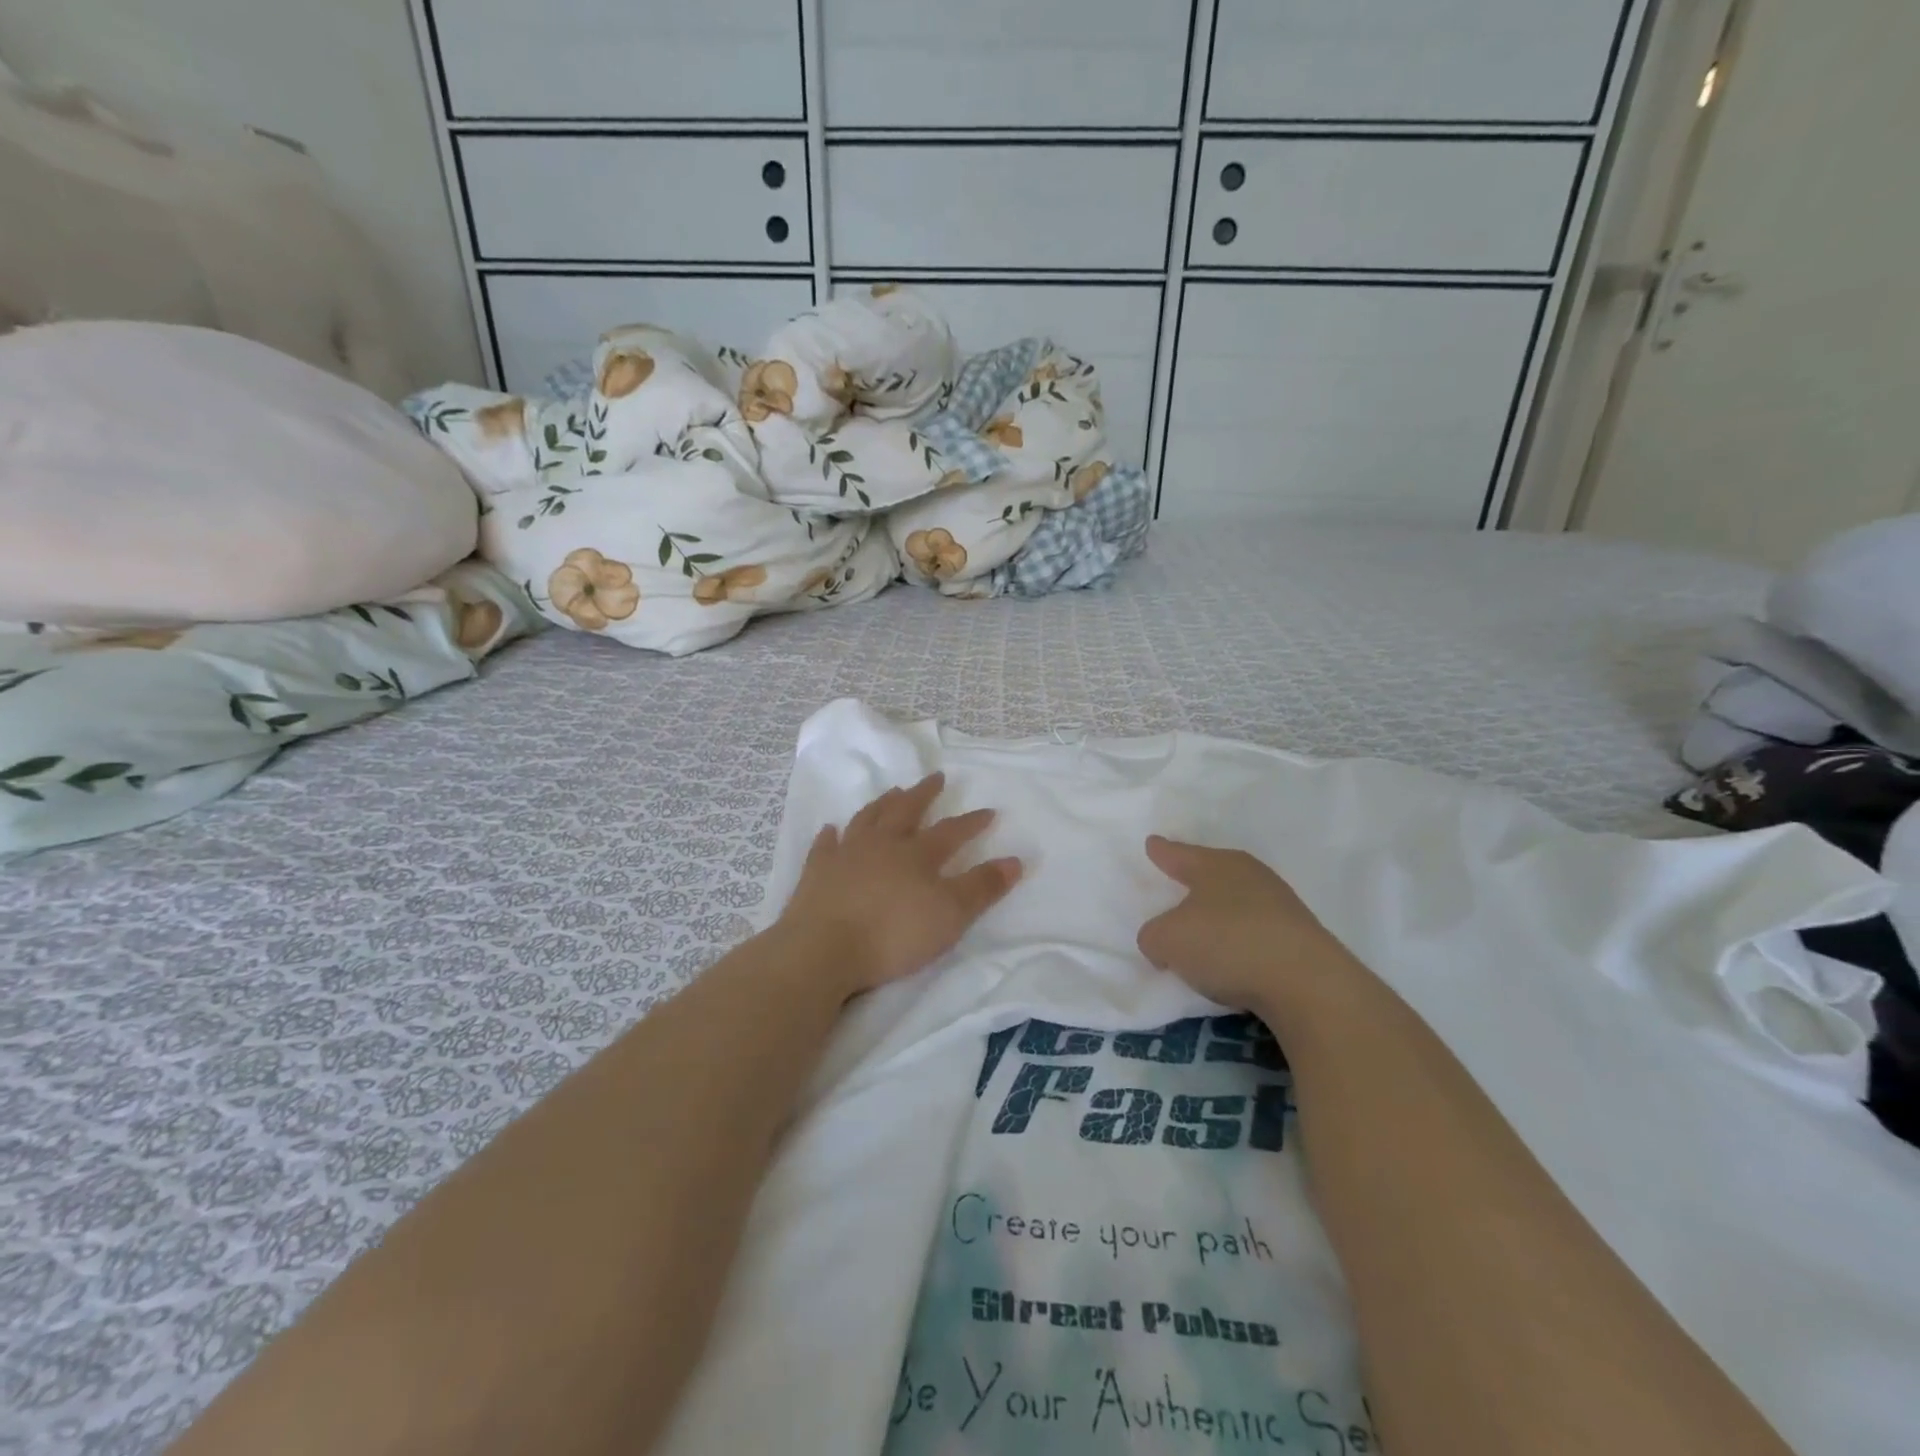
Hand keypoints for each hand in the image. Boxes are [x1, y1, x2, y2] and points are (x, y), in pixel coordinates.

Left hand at [777, 774, 1021, 996]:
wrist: (823, 948)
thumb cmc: (894, 934)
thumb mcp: (950, 915)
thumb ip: (982, 887)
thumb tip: (1015, 860)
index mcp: (917, 854)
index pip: (951, 831)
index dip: (971, 822)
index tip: (988, 811)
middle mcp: (882, 844)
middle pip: (906, 811)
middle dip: (924, 794)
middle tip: (935, 777)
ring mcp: (845, 855)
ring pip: (867, 819)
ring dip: (882, 804)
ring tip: (892, 793)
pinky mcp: (816, 872)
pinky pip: (825, 846)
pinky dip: (830, 836)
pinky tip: (831, 830)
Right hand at [1137, 837, 1372, 1029]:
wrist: (1308, 984)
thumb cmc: (1227, 944)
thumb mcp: (1168, 940)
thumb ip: (1154, 936)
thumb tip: (1163, 940)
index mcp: (1215, 865)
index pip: (1179, 854)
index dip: (1162, 851)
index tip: (1153, 843)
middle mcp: (1249, 876)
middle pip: (1213, 873)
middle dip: (1195, 880)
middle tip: (1177, 884)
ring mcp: (1280, 906)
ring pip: (1238, 901)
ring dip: (1221, 914)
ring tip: (1204, 931)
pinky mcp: (1300, 938)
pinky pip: (1257, 932)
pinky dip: (1242, 940)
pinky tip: (1234, 959)